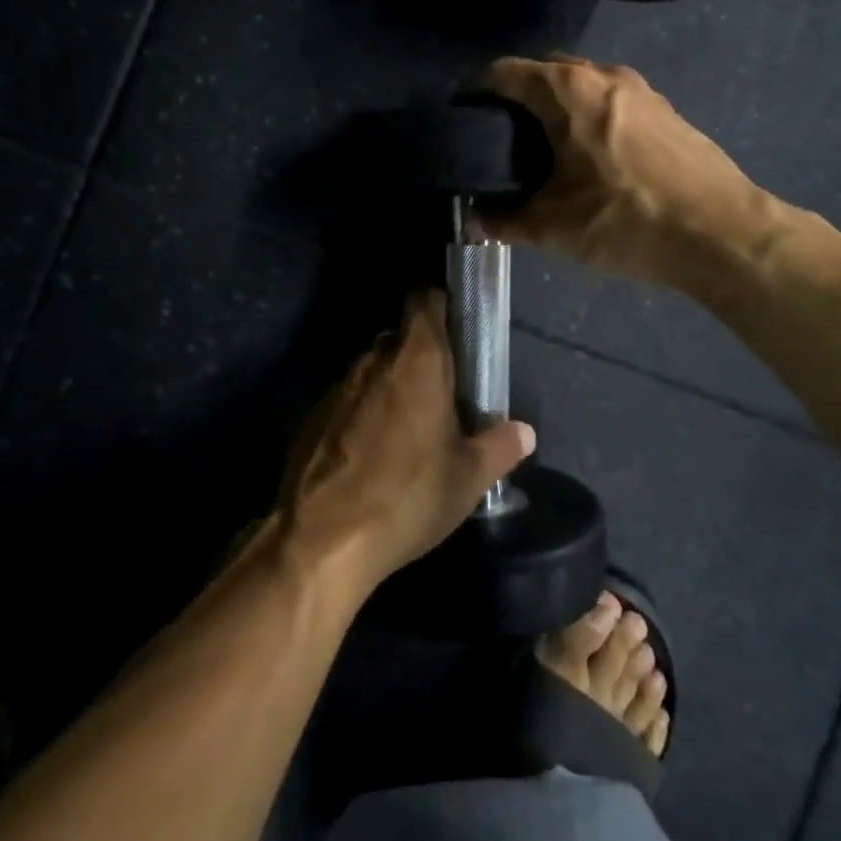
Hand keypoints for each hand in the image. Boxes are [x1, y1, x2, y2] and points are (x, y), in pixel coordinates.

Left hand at [280, 292, 534, 591]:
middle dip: (423, 356)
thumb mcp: (468, 478)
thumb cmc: (408, 496)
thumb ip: (500, 446)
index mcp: (417, 359)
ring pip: (375, 370)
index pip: (425, 300)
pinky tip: (375, 454)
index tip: (460, 330)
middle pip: (402, 337)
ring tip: (413, 428)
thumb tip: (525, 431)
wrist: (323, 539)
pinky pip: (350, 400)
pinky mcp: (315, 416)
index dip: (442, 306)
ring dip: (394, 386)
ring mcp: (340, 387)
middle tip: (447, 392)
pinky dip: (365, 413)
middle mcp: (375, 361)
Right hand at [481, 55, 761, 286]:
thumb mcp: (553, 227)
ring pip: (582, 85)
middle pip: (545, 71)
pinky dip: (590, 117)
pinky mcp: (666, 110)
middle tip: (500, 138)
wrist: (722, 234)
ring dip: (558, 107)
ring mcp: (641, 89)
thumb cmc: (627, 220)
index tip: (463, 120)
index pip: (505, 72)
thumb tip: (472, 221)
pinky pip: (611, 101)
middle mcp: (604, 75)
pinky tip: (591, 158)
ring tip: (544, 150)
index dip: (476, 92)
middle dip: (518, 97)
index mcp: (568, 90)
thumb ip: (503, 220)